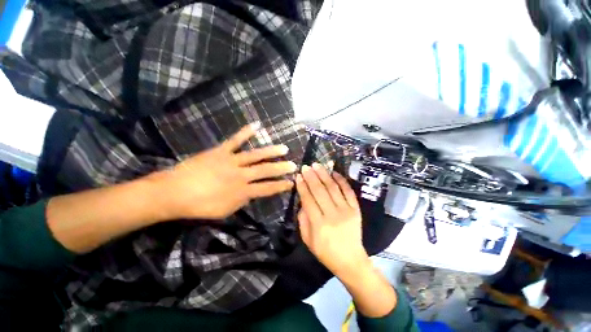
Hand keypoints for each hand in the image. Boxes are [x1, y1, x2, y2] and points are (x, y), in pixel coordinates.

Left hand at [154, 123, 296, 219]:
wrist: (174, 193)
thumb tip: (252, 193)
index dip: (281, 186)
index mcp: (242, 191)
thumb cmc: (199, 206)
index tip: (291, 183)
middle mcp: (240, 175)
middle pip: (265, 171)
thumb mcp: (225, 211)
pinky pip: (235, 140)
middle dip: (281, 168)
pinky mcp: (220, 151)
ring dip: (271, 152)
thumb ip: (242, 201)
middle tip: (294, 165)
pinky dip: (245, 132)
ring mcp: (231, 161)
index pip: (267, 189)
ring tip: (284, 148)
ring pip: (255, 155)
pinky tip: (256, 125)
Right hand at [295, 163, 369, 275]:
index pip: (308, 199)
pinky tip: (334, 172)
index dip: (302, 186)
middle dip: (311, 176)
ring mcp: (346, 211)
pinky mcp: (356, 209)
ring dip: (324, 175)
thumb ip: (303, 220)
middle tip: (306, 166)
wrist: (351, 260)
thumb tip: (302, 201)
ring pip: (333, 188)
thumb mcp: (307, 240)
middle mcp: (332, 215)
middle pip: (320, 191)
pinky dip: (341, 180)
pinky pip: (348, 191)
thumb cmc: (325, 252)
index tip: (298, 176)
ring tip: (317, 165)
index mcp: (319, 224)